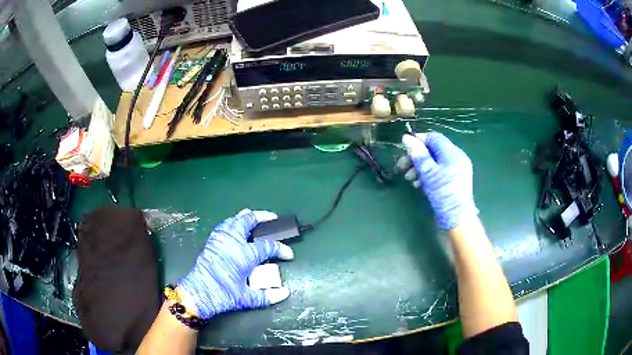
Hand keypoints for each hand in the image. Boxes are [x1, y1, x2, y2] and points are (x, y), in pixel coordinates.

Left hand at [177, 209, 293, 318]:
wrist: (199, 293)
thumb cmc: (223, 294)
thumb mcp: (247, 298)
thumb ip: (267, 296)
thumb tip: (285, 293)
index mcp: (244, 255)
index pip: (268, 247)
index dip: (281, 249)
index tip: (289, 254)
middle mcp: (233, 242)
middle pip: (248, 221)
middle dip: (263, 217)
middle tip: (272, 218)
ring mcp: (221, 239)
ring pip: (235, 220)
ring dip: (246, 217)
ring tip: (254, 218)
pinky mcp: (212, 241)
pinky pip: (225, 225)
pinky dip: (233, 222)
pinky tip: (236, 227)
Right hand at [399, 132, 478, 229]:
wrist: (457, 218)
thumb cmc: (443, 193)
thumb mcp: (428, 173)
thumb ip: (418, 154)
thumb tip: (406, 137)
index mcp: (453, 153)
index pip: (434, 137)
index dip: (419, 140)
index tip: (404, 149)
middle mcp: (457, 157)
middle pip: (433, 150)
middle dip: (417, 157)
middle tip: (402, 167)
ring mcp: (456, 169)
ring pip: (435, 161)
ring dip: (420, 167)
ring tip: (409, 179)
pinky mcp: (454, 180)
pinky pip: (439, 171)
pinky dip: (428, 174)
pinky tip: (419, 184)